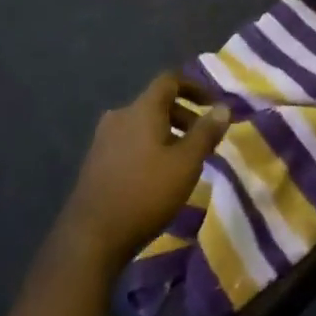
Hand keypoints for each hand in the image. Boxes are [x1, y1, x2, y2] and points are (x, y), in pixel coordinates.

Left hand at [62, 72, 229, 267]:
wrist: (92, 235)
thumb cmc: (146, 193)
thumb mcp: (186, 163)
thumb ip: (206, 132)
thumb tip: (223, 107)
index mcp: (142, 110)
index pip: (169, 80)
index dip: (194, 87)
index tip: (213, 104)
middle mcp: (119, 116)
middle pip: (156, 103)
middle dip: (184, 115)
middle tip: (204, 139)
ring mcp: (103, 138)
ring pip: (142, 124)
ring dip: (167, 133)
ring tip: (184, 160)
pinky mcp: (96, 160)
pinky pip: (130, 141)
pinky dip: (149, 147)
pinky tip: (158, 175)